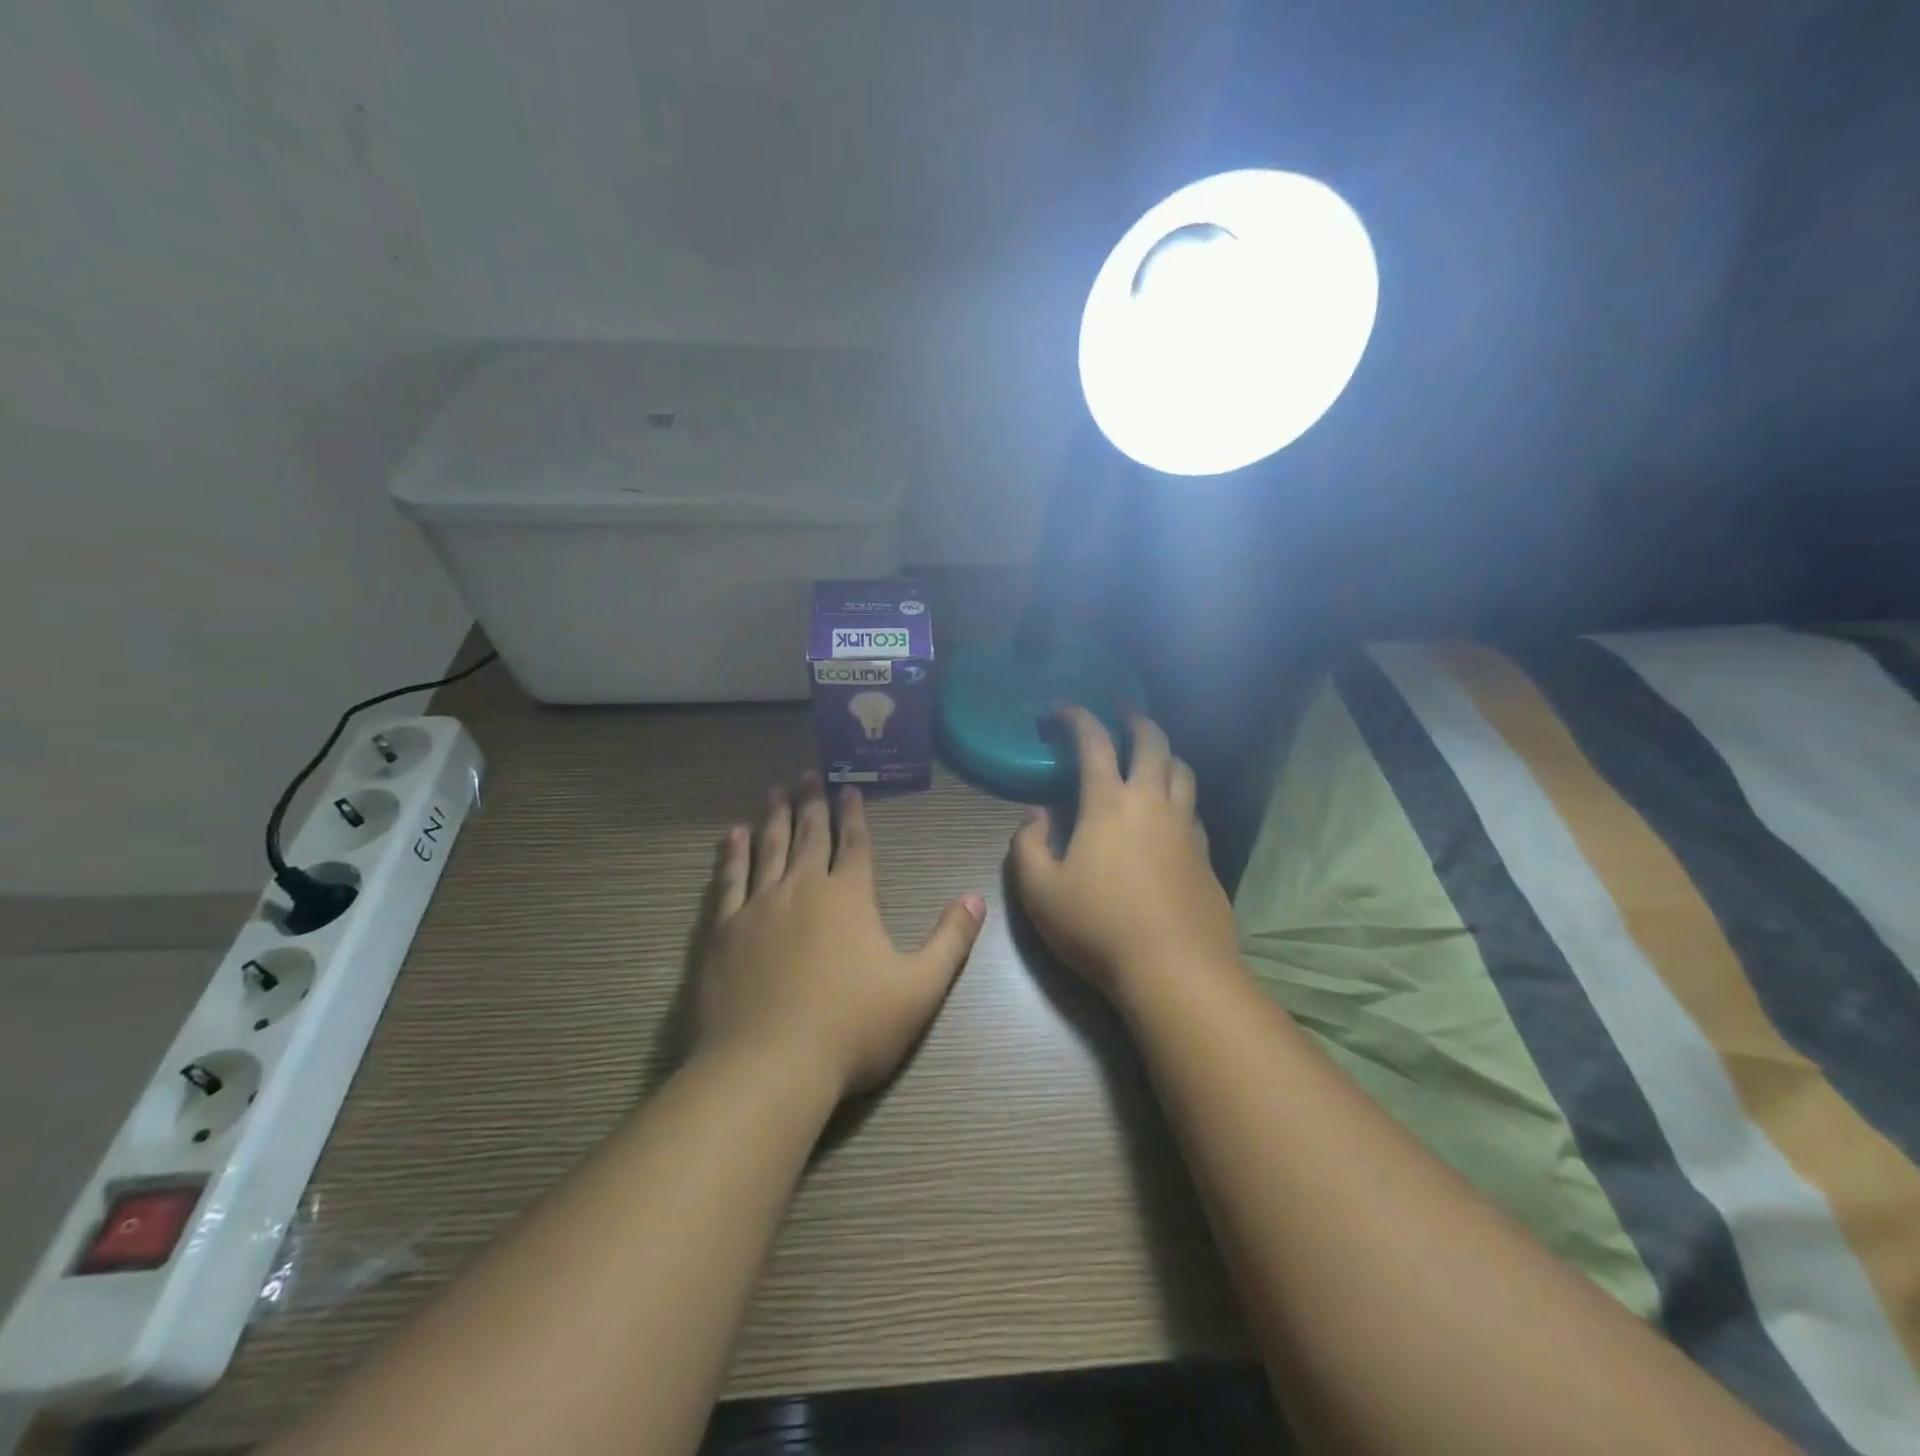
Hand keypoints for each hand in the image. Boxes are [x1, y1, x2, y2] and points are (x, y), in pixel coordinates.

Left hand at [696, 772, 986, 1098]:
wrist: (768, 1066)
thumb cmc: (852, 1029)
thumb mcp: (919, 989)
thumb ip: (950, 941)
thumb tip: (976, 898)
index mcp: (849, 898)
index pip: (855, 844)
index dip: (855, 814)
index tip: (849, 787)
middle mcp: (803, 889)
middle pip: (809, 835)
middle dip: (812, 802)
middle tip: (808, 772)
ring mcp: (758, 907)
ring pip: (768, 848)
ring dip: (774, 817)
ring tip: (774, 791)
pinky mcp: (723, 931)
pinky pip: (729, 881)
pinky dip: (732, 855)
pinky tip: (733, 837)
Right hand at [1009, 709, 1239, 999]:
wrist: (1175, 969)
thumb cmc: (1097, 926)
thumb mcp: (1039, 890)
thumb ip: (1028, 845)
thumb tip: (1037, 814)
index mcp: (1109, 804)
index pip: (1094, 744)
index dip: (1077, 718)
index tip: (1061, 709)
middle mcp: (1152, 804)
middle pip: (1153, 744)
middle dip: (1136, 719)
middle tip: (1124, 709)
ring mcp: (1186, 829)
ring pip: (1183, 773)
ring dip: (1166, 753)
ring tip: (1153, 753)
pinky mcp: (1207, 857)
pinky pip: (1194, 810)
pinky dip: (1180, 797)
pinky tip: (1171, 813)